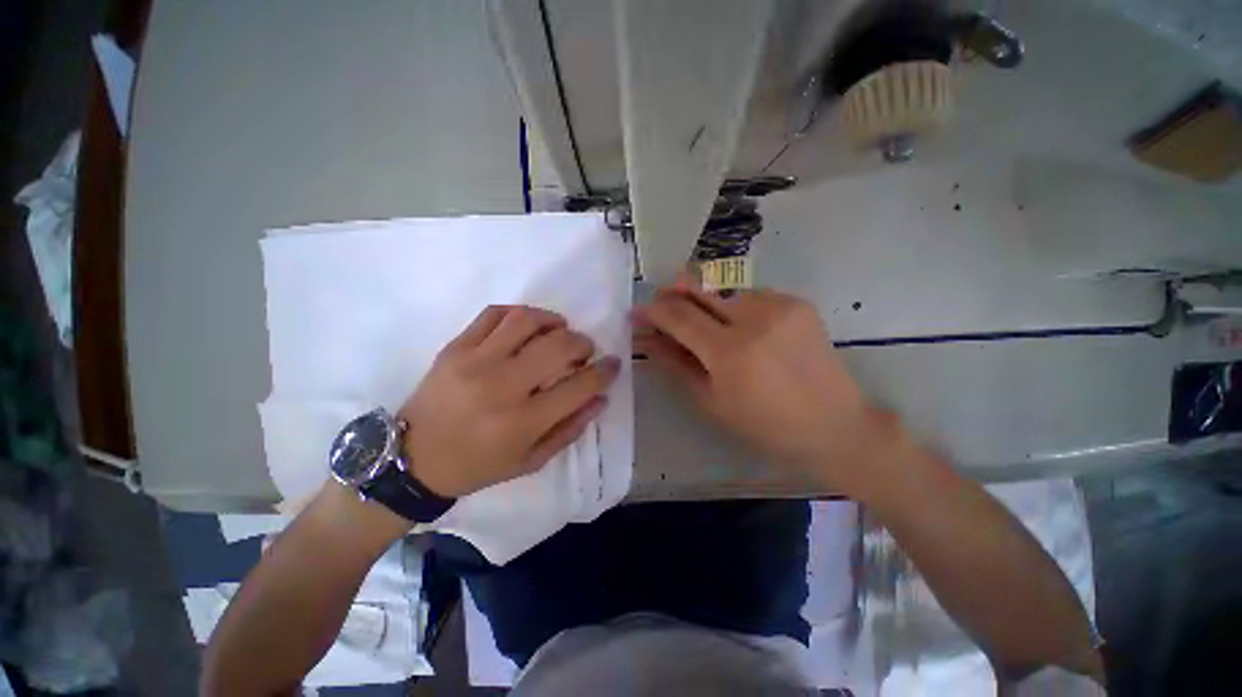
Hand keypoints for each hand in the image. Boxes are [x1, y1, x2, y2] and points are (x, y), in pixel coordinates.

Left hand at [399, 305, 619, 497]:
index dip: (604, 371)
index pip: (579, 386)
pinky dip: (520, 314)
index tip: (613, 364)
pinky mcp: (455, 347)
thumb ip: (571, 429)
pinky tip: (527, 326)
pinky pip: (495, 314)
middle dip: (582, 343)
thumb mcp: (531, 461)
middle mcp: (501, 386)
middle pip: (558, 346)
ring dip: (553, 321)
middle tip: (583, 350)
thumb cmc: (478, 466)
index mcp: (522, 422)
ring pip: (527, 320)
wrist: (413, 458)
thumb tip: (601, 398)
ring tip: (558, 331)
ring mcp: (474, 361)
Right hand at [633, 277, 883, 492]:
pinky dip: (733, 306)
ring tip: (702, 324)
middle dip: (672, 294)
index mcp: (730, 351)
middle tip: (660, 308)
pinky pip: (749, 294)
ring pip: (723, 289)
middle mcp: (754, 317)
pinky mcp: (796, 301)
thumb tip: (647, 340)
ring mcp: (779, 304)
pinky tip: (738, 326)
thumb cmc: (766, 425)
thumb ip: (676, 364)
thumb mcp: (711, 401)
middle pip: (698, 289)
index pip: (678, 315)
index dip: (652, 311)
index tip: (637, 313)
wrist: (834, 424)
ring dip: (703, 302)